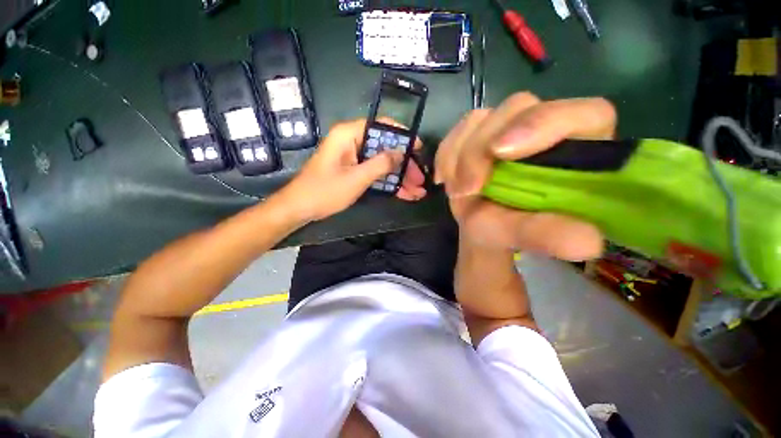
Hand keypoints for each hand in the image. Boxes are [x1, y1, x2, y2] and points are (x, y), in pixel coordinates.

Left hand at [276, 118, 426, 222]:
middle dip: (404, 165)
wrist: (300, 209)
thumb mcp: (356, 178)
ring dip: (400, 178)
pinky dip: (389, 183)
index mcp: (349, 135)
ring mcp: (354, 158)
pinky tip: (404, 194)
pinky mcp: (354, 171)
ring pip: (383, 164)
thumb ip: (380, 163)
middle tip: (420, 179)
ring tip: (417, 191)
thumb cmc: (325, 191)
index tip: (419, 148)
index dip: (402, 136)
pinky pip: (375, 174)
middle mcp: (353, 142)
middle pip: (385, 148)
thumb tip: (401, 152)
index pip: (381, 126)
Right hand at [435, 93, 615, 260]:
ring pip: (481, 119)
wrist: (478, 226)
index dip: (544, 123)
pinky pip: (457, 132)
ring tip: (458, 192)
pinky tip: (445, 180)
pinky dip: (446, 156)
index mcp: (579, 151)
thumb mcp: (525, 236)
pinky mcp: (480, 132)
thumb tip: (588, 242)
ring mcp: (509, 127)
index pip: (585, 114)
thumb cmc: (508, 232)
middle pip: (518, 109)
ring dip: (460, 157)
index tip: (500, 152)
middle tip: (467, 189)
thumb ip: (550, 234)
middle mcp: (546, 129)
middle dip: (482, 149)